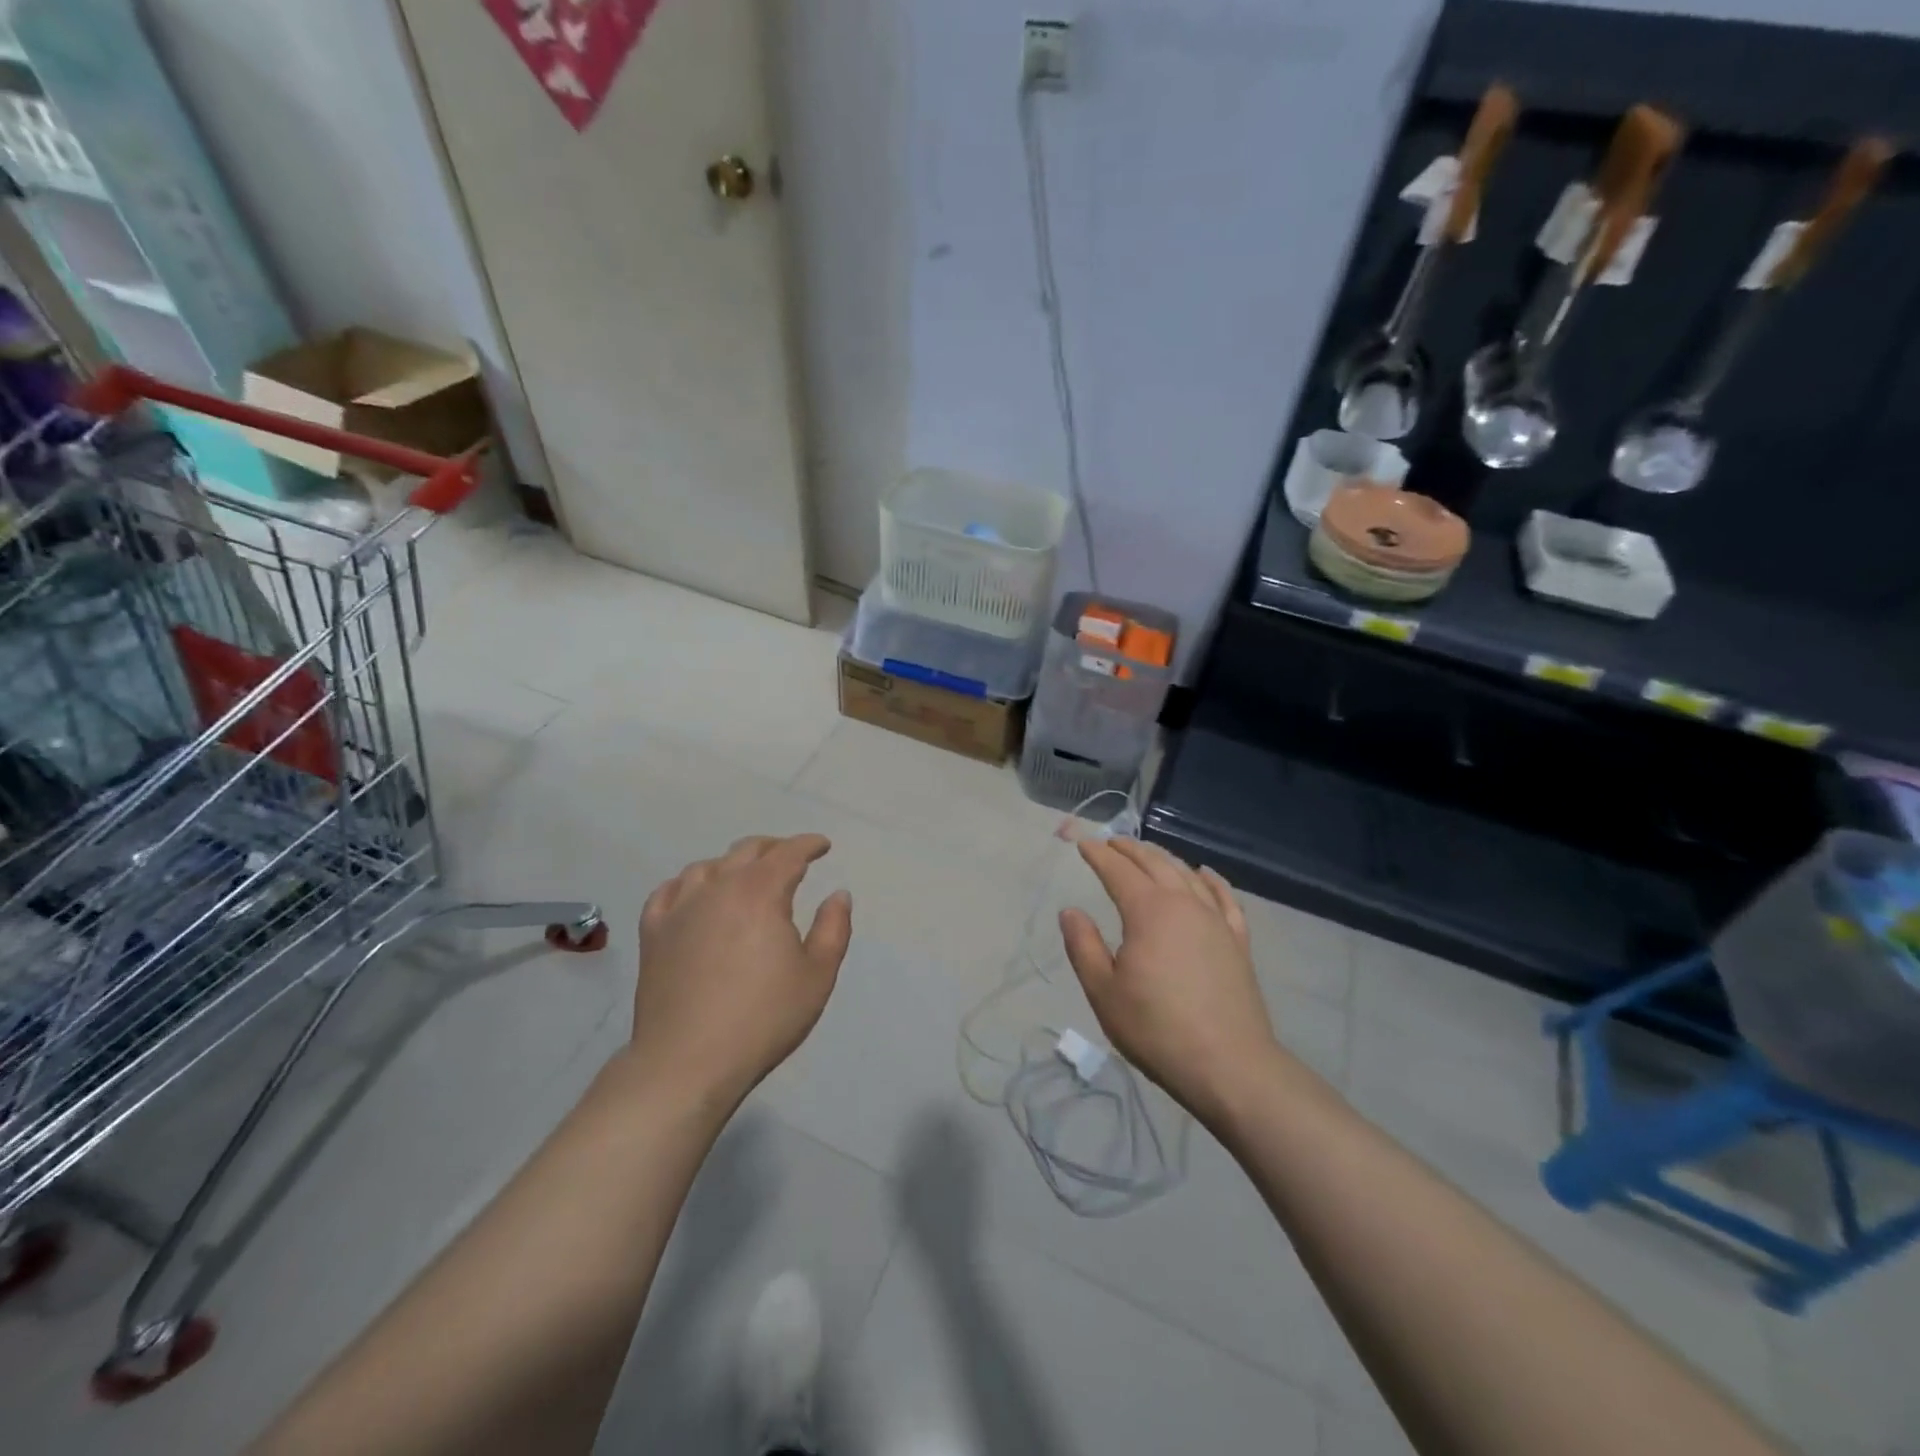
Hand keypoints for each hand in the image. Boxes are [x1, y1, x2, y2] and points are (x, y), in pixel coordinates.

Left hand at [630, 834, 851, 1108]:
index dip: (809, 844)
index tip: (823, 846)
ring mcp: (680, 908)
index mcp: (761, 893)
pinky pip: (669, 891)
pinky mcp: (653, 932)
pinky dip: (689, 883)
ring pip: (707, 866)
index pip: (788, 853)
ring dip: (733, 863)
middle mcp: (718, 888)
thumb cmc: (763, 1019)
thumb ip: (833, 928)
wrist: (687, 1062)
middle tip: (791, 857)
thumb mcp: (817, 976)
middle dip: (774, 848)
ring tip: (745, 876)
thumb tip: (838, 894)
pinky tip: (695, 893)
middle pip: (747, 851)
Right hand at [1059, 838, 1282, 1125]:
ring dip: (1164, 858)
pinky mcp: (1238, 941)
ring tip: (1148, 853)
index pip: (1118, 871)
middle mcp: (1184, 904)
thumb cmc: (1156, 1029)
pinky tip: (1205, 874)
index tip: (1083, 844)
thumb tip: (1070, 911)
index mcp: (1148, 911)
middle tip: (1111, 842)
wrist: (1229, 1065)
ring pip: (1187, 875)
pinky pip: (1224, 898)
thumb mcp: (1104, 992)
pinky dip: (1212, 880)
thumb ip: (1083, 946)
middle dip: (1130, 849)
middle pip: (1154, 864)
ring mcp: (1215, 920)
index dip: (1098, 855)